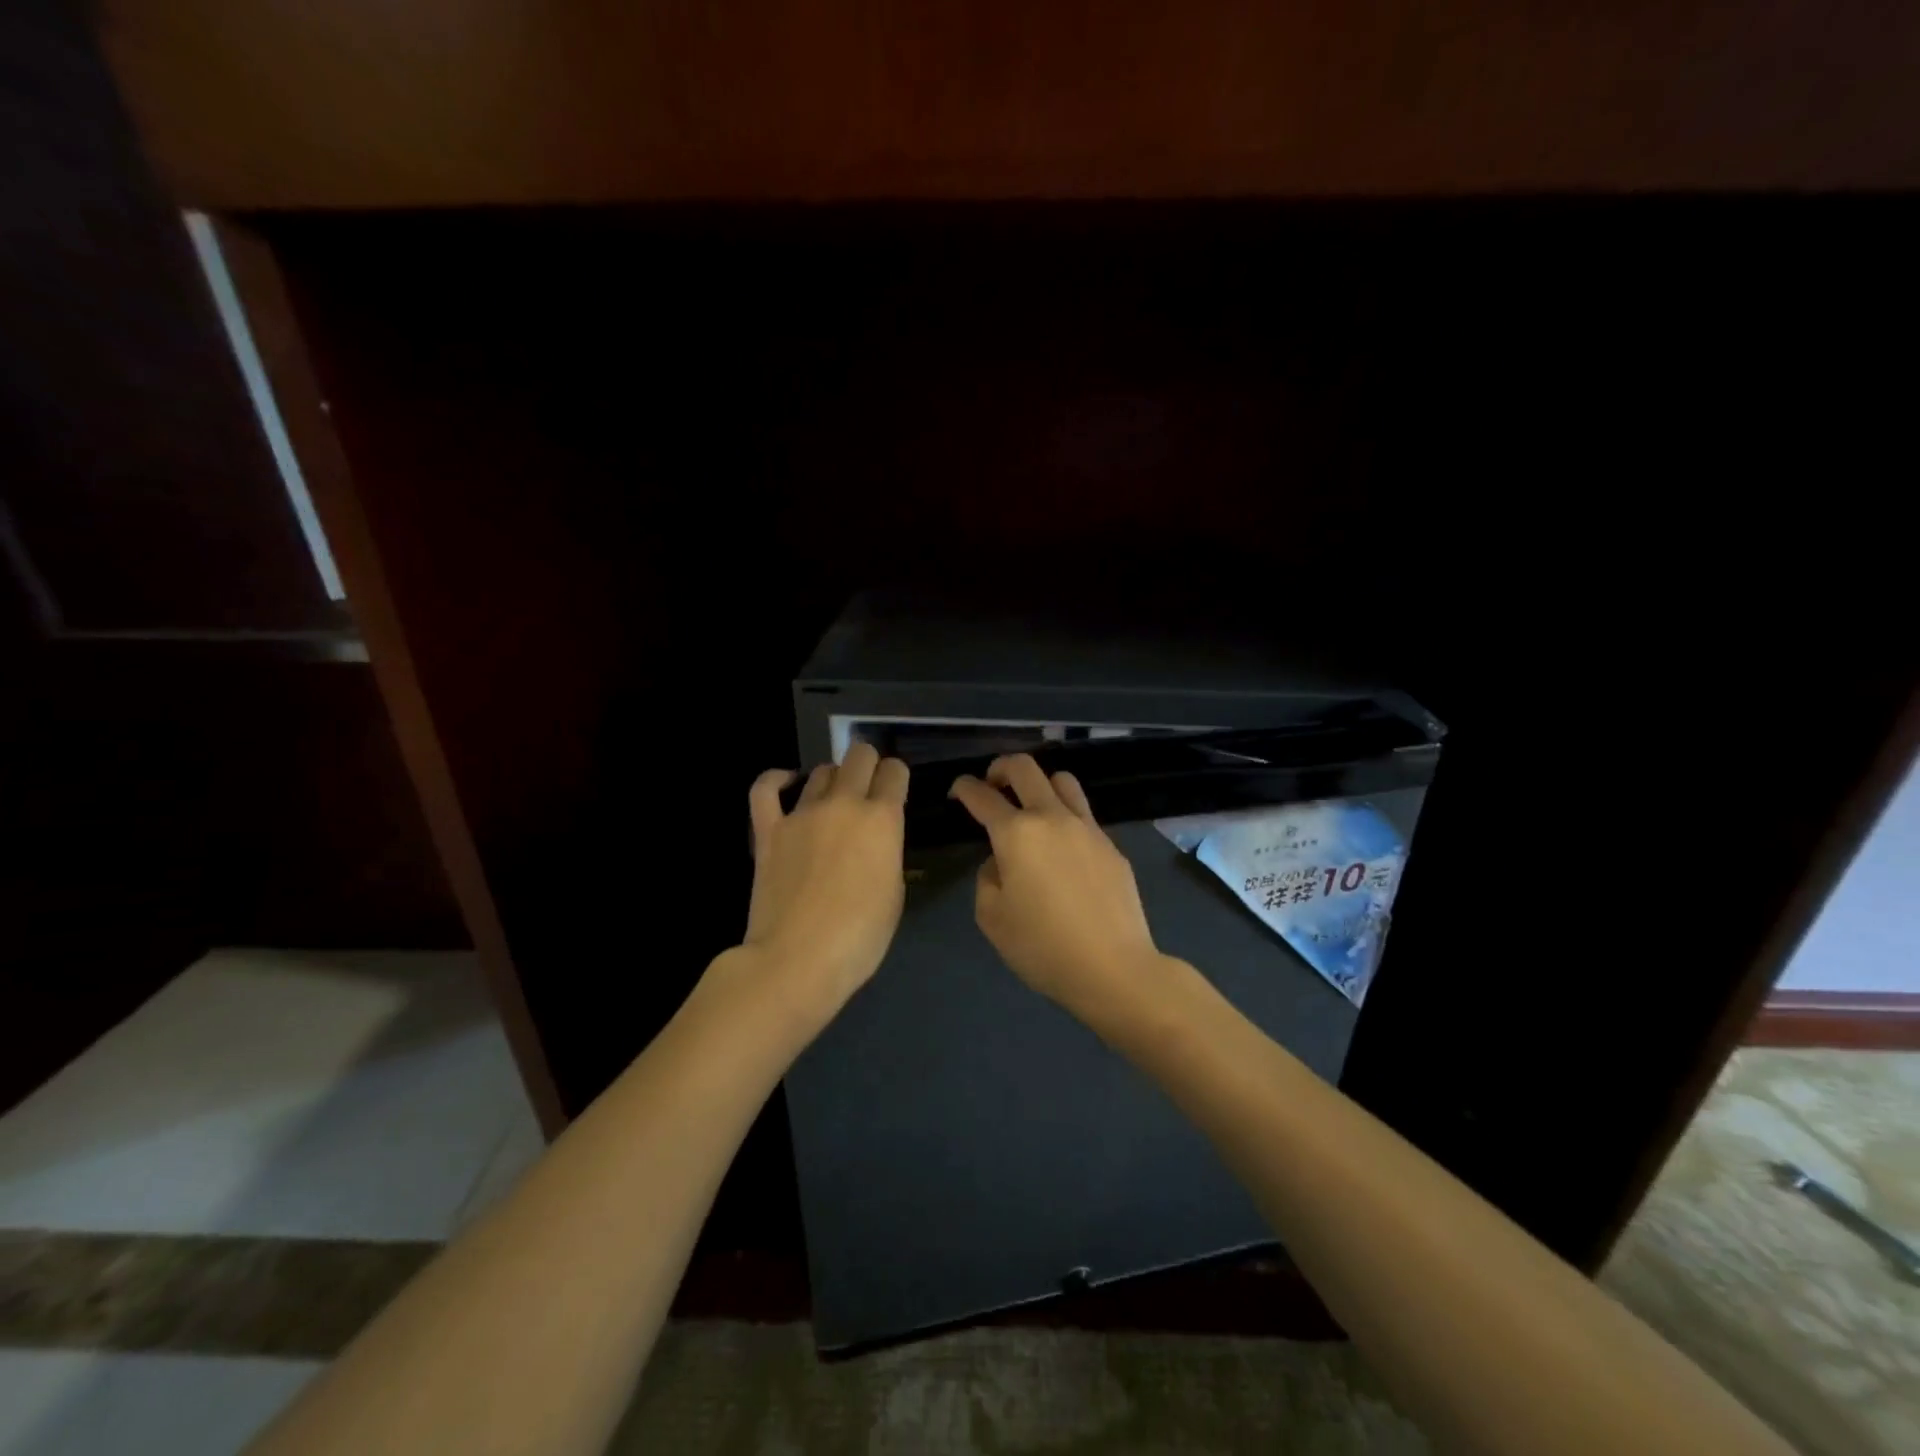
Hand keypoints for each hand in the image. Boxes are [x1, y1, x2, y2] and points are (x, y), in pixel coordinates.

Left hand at [741, 742, 908, 1013]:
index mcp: (882, 819)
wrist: (797, 960)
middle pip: (859, 756)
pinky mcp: (769, 830)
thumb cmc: (859, 937)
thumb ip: (886, 853)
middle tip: (869, 788)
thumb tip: (875, 841)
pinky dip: (777, 780)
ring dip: (833, 779)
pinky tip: (787, 782)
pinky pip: (765, 789)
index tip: (896, 790)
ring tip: (834, 799)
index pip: (895, 772)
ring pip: (821, 772)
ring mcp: (802, 814)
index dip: (898, 776)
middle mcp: (844, 804)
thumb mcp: (893, 893)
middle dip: (869, 765)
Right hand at [948, 753, 1166, 1015]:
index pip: (982, 796)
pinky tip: (1062, 847)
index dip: (964, 787)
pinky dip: (1065, 815)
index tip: (958, 791)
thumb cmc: (1042, 947)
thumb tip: (1001, 862)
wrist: (1113, 967)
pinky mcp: (1110, 845)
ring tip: (1032, 806)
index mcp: (1016, 833)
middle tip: (992, 784)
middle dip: (1001, 767)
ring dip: (1040, 783)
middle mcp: (1051, 817)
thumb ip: (987, 878)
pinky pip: (1083, 813)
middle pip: (1025, 768)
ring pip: (1062, 780)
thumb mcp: (992, 918)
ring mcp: (1087, 827)